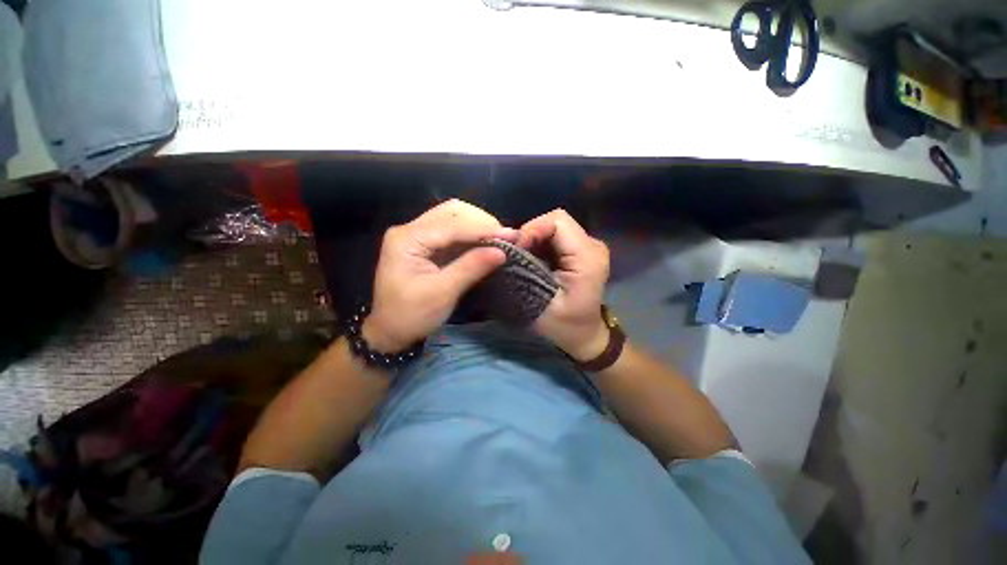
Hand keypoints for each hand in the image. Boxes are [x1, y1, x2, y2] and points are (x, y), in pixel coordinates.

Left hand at [363, 200, 515, 351]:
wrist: (390, 331)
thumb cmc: (411, 315)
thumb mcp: (443, 293)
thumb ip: (471, 268)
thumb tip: (502, 251)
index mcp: (407, 239)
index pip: (451, 225)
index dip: (483, 229)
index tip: (511, 235)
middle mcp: (410, 229)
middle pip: (451, 212)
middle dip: (481, 222)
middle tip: (505, 237)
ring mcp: (417, 235)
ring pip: (453, 217)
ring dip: (478, 225)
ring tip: (499, 238)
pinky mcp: (425, 244)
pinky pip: (452, 231)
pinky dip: (471, 234)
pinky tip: (486, 242)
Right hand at [517, 209, 609, 361]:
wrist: (585, 335)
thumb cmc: (563, 324)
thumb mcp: (539, 302)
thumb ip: (523, 270)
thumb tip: (506, 245)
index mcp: (587, 257)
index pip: (558, 221)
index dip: (532, 229)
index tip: (516, 250)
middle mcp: (592, 245)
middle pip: (556, 221)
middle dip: (531, 233)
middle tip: (515, 254)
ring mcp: (589, 246)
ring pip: (555, 227)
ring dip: (534, 238)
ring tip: (522, 257)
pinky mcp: (582, 250)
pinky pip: (557, 236)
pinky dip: (540, 243)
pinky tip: (533, 259)